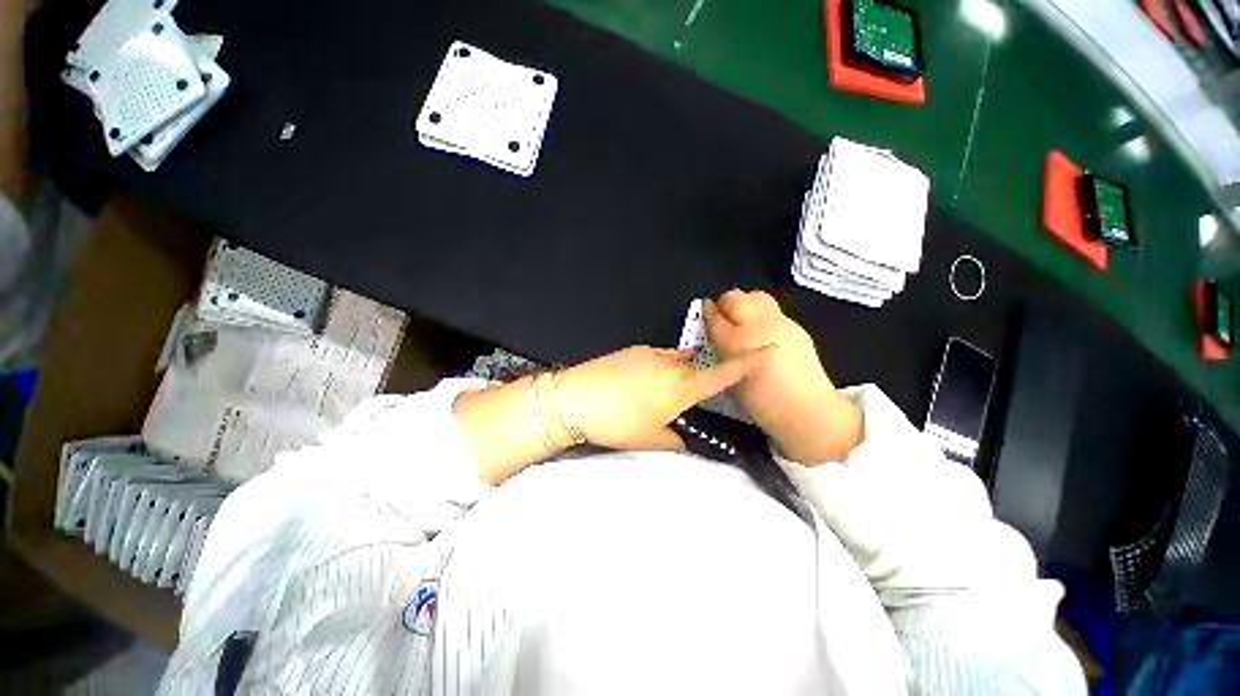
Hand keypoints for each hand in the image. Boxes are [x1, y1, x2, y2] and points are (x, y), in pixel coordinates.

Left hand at [556, 345, 771, 450]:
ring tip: (656, 394)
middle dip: (699, 378)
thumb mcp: (651, 439)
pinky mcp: (633, 350)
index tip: (767, 350)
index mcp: (682, 388)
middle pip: (698, 367)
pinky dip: (658, 368)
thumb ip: (675, 439)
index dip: (748, 363)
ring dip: (677, 374)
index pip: (723, 374)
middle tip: (683, 399)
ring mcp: (651, 354)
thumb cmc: (618, 422)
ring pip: (677, 361)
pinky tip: (640, 383)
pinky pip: (656, 357)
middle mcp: (671, 365)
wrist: (576, 398)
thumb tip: (683, 436)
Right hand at [704, 289, 862, 462]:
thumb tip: (717, 334)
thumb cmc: (760, 402)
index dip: (707, 313)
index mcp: (736, 343)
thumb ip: (722, 351)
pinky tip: (763, 332)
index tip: (705, 311)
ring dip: (745, 304)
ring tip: (744, 320)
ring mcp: (779, 323)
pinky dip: (762, 315)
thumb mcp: (730, 377)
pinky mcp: (795, 325)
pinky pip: (772, 310)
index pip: (715, 318)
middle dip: (725, 303)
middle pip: (735, 298)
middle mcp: (757, 326)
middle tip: (723, 315)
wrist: (806, 410)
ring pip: (756, 296)